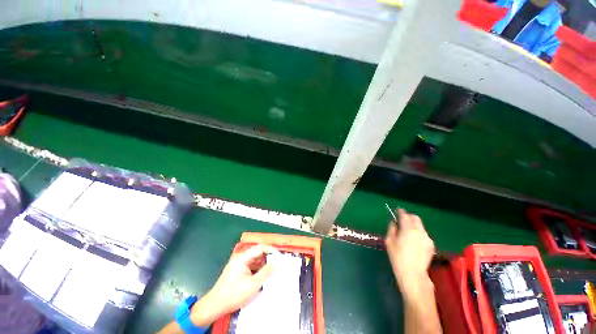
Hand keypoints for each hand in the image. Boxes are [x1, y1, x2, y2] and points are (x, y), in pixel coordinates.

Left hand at [189, 244, 275, 326]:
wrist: (214, 306)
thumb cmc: (233, 294)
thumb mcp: (252, 284)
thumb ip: (265, 272)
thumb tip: (275, 263)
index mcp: (243, 258)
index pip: (260, 248)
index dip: (271, 250)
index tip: (279, 256)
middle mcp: (240, 258)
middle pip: (258, 253)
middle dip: (268, 258)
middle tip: (277, 264)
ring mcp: (238, 265)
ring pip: (255, 260)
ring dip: (263, 265)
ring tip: (272, 272)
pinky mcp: (238, 271)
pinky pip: (251, 267)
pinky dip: (258, 270)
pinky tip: (263, 277)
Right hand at [385, 209, 434, 291]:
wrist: (413, 273)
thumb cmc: (397, 256)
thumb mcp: (389, 241)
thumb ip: (392, 228)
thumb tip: (394, 222)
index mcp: (408, 228)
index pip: (405, 215)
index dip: (400, 211)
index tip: (397, 211)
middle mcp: (419, 231)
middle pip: (415, 218)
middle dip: (408, 217)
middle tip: (402, 220)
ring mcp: (427, 238)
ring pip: (420, 226)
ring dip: (413, 225)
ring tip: (407, 231)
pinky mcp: (431, 245)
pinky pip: (423, 234)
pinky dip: (418, 233)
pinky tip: (414, 241)